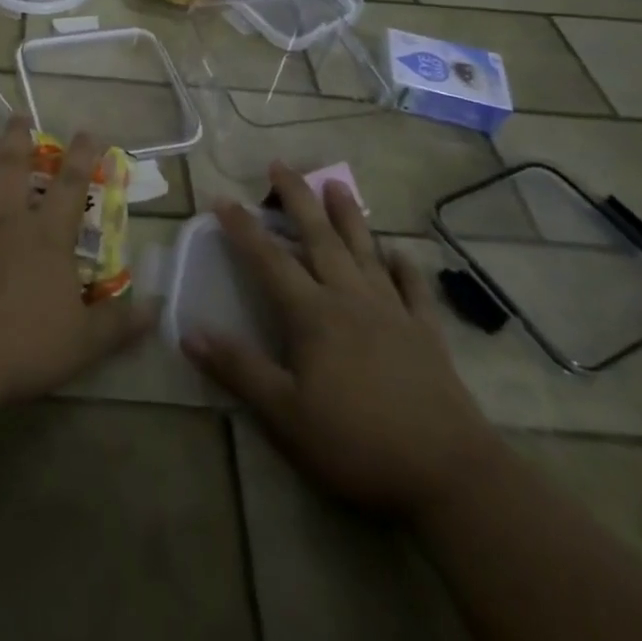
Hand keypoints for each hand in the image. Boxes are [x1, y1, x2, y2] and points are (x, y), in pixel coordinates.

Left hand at [0, 116, 154, 410]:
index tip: (87, 130)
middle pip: (11, 168)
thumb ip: (120, 324)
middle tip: (16, 115)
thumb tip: (157, 306)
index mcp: (44, 237)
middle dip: (17, 139)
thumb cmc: (19, 350)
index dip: (81, 156)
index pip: (70, 187)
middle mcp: (2, 219)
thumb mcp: (83, 345)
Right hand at [183, 162, 503, 521]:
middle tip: (281, 164)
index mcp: (313, 314)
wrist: (452, 476)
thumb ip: (239, 369)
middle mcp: (350, 298)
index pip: (269, 259)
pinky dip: (403, 266)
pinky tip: (398, 252)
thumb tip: (189, 331)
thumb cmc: (359, 444)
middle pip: (319, 237)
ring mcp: (393, 312)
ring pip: (365, 251)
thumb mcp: (286, 415)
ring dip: (348, 215)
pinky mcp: (426, 334)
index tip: (222, 197)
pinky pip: (412, 288)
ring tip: (337, 183)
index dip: (243, 228)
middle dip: (297, 198)